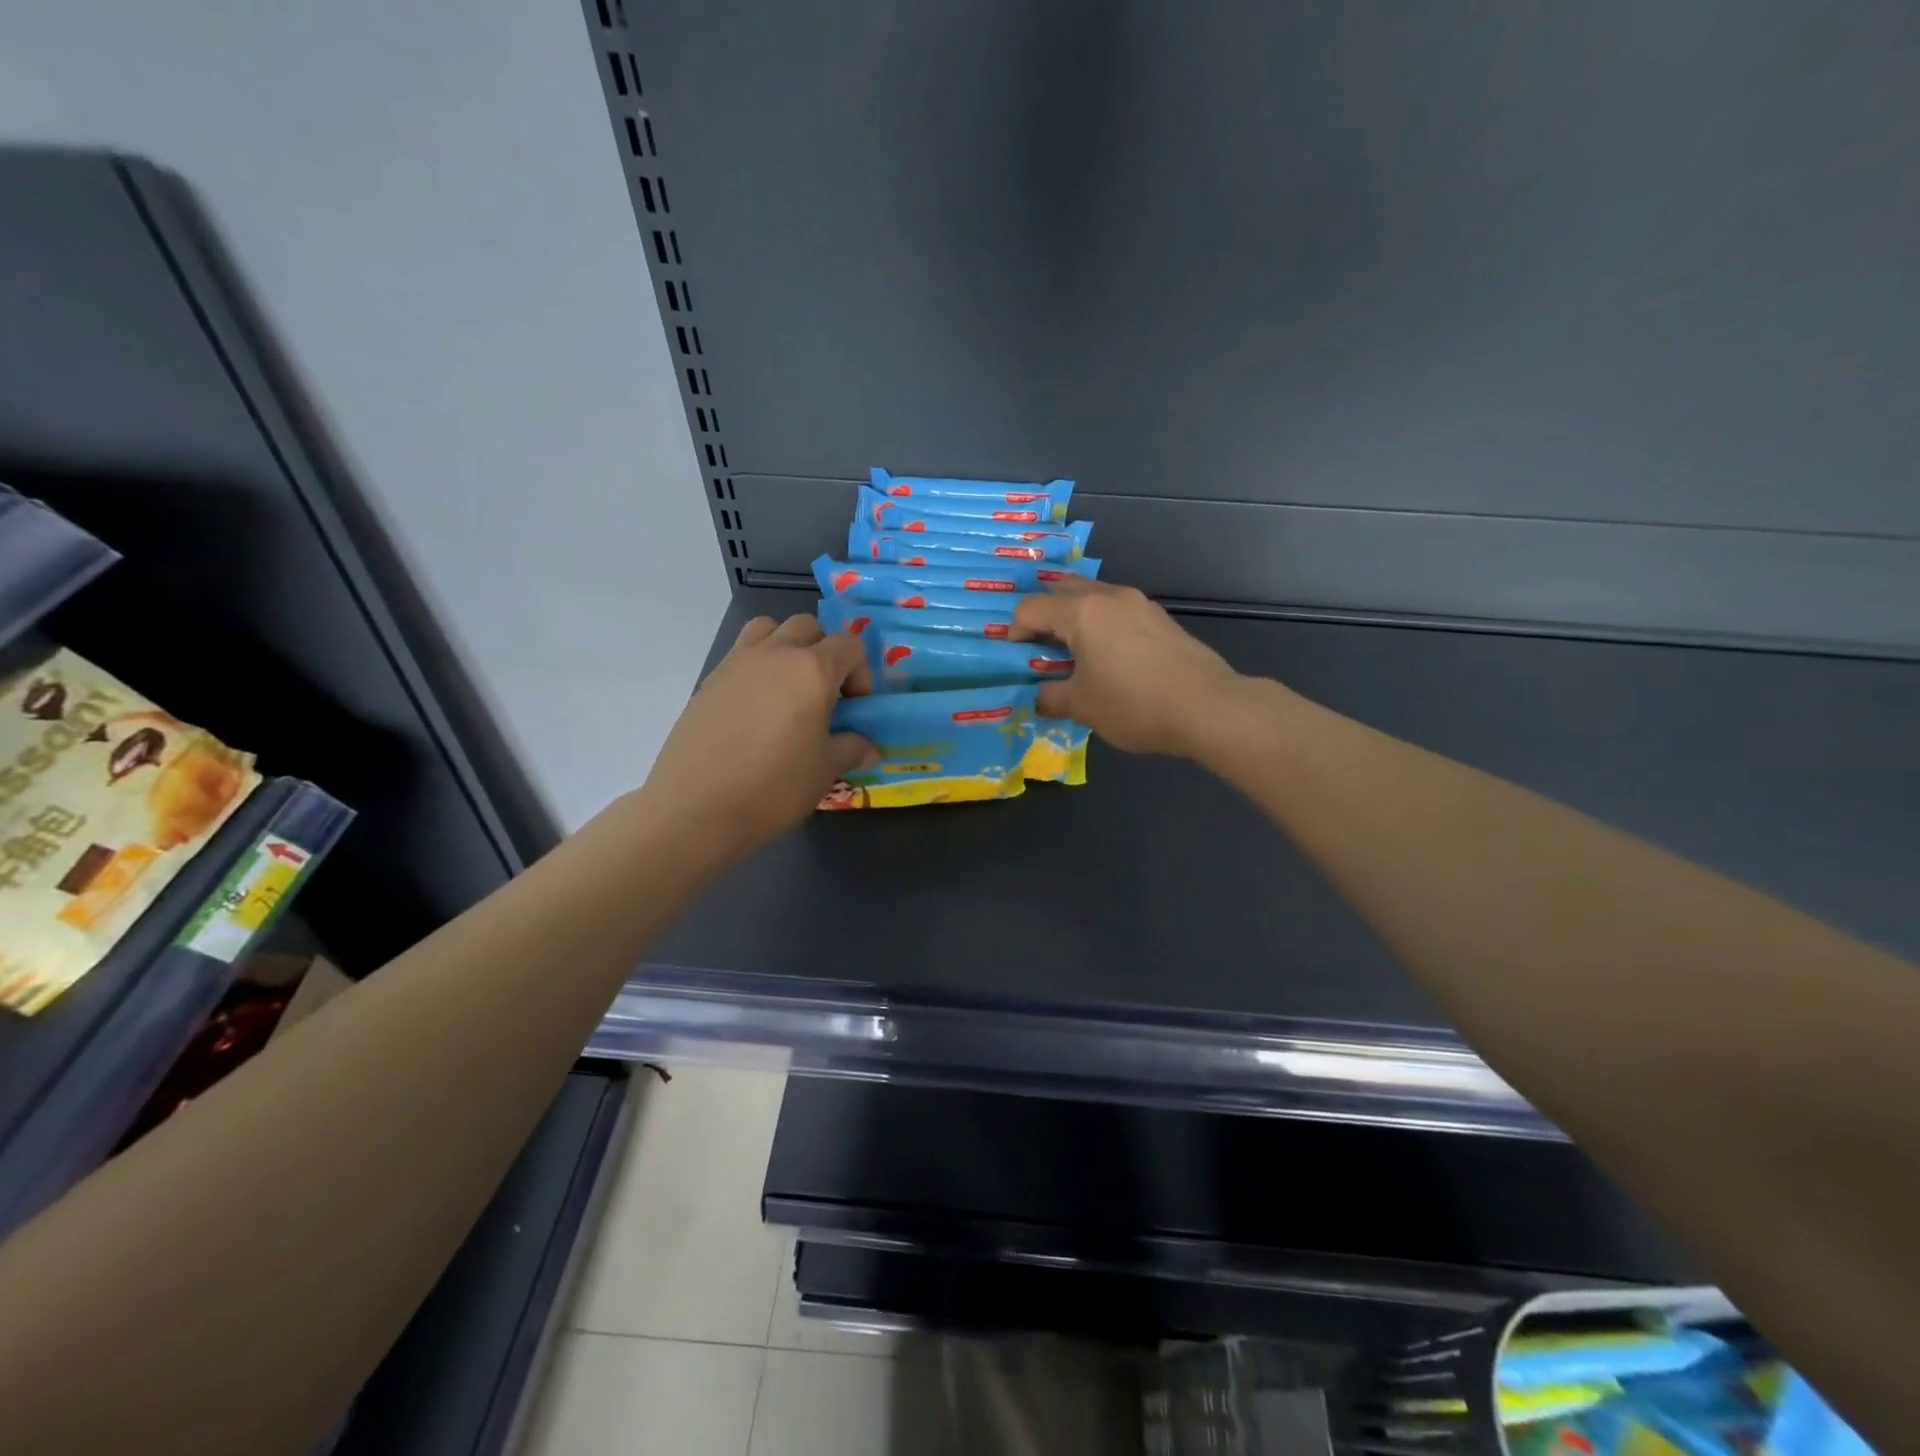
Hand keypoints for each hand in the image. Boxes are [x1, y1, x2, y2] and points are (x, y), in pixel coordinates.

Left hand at [637, 615, 875, 857]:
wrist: (697, 808)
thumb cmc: (774, 786)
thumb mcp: (825, 771)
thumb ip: (850, 749)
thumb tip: (867, 748)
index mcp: (811, 670)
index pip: (848, 645)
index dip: (860, 672)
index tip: (854, 708)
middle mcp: (774, 654)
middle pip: (807, 627)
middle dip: (823, 651)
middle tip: (824, 694)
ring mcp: (736, 663)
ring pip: (767, 629)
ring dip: (785, 647)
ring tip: (787, 689)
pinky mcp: (708, 681)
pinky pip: (740, 656)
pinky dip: (756, 668)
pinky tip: (755, 711)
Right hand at [1011, 579, 1247, 756]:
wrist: (1207, 707)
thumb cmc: (1134, 704)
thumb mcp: (1082, 706)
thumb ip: (1050, 697)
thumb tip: (1038, 697)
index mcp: (1081, 612)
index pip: (1030, 608)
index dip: (1014, 631)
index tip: (1016, 660)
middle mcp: (1108, 596)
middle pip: (1061, 590)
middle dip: (1043, 616)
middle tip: (1039, 649)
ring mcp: (1138, 604)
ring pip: (1092, 597)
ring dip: (1073, 618)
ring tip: (1072, 654)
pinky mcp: (1159, 618)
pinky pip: (1116, 610)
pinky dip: (1100, 625)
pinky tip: (1108, 658)